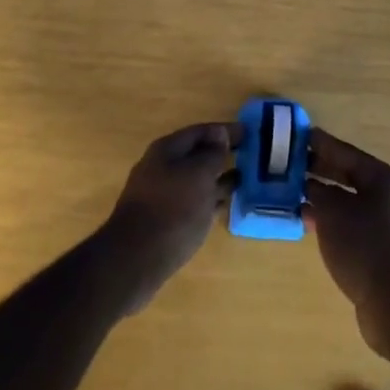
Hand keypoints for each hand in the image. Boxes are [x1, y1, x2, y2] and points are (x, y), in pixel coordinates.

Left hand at [101, 122, 237, 313]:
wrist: (137, 258)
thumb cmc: (172, 208)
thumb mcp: (198, 175)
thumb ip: (212, 154)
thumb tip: (219, 135)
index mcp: (166, 150)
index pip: (200, 132)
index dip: (225, 130)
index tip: (250, 132)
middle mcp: (162, 168)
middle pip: (196, 155)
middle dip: (222, 154)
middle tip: (252, 155)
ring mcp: (162, 195)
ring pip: (196, 180)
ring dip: (218, 177)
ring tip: (246, 179)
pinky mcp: (166, 219)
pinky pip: (194, 201)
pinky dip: (211, 198)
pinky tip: (227, 204)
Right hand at [305, 129, 389, 355]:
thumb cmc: (364, 245)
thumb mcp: (333, 211)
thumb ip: (318, 192)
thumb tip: (309, 185)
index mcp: (383, 178)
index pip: (346, 152)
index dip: (321, 144)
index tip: (298, 135)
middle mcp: (387, 196)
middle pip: (347, 175)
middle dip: (318, 170)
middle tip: (287, 164)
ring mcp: (385, 224)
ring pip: (346, 201)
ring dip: (320, 197)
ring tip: (289, 192)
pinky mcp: (378, 248)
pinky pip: (348, 223)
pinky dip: (328, 219)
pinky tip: (305, 221)